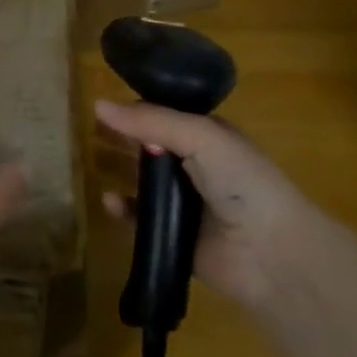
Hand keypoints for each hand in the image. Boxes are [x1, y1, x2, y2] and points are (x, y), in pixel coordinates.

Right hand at [96, 98, 330, 313]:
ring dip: (117, 170)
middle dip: (120, 137)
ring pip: (141, 181)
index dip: (135, 109)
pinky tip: (108, 201)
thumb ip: (151, 121)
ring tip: (88, 161)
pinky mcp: (173, 237)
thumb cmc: (241, 181)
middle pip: (148, 146)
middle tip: (85, 131)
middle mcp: (195, 165)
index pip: (164, 114)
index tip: (101, 104)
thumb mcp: (200, 137)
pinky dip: (123, 210)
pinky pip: (139, 220)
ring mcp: (184, 203)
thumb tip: (98, 105)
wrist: (272, 253)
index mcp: (207, 136)